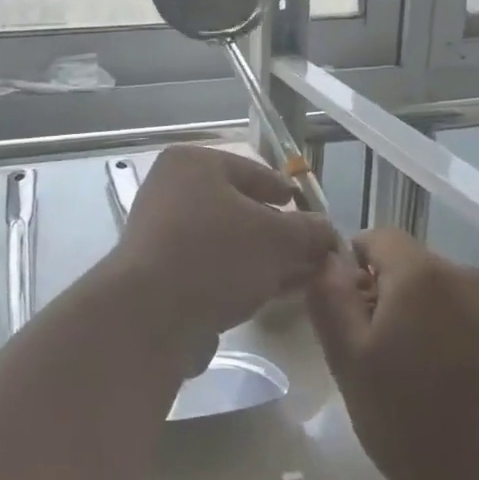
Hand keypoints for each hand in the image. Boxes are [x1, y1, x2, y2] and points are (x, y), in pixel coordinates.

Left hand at [109, 145, 338, 366]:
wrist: (150, 315)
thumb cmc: (217, 254)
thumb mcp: (278, 238)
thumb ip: (309, 231)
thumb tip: (327, 231)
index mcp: (192, 164)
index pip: (252, 171)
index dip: (285, 191)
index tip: (308, 209)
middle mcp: (170, 191)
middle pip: (238, 209)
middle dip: (278, 233)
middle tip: (310, 251)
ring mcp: (160, 235)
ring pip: (226, 242)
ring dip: (263, 259)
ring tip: (301, 277)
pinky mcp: (158, 275)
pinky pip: (210, 268)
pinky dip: (240, 277)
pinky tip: (270, 295)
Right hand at [307, 229, 478, 479]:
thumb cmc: (410, 420)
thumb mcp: (349, 359)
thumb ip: (330, 298)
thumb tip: (328, 262)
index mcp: (423, 273)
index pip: (376, 237)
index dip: (350, 265)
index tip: (342, 312)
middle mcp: (464, 275)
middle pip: (406, 264)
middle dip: (379, 294)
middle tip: (364, 351)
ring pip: (432, 292)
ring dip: (409, 315)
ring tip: (398, 372)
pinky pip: (459, 315)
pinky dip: (438, 332)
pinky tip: (433, 382)